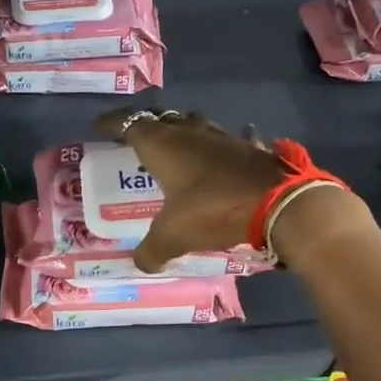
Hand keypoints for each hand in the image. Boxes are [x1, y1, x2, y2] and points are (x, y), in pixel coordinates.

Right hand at [94, 109, 287, 271]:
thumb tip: (142, 263)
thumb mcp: (173, 236)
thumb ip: (152, 250)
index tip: (99, 126)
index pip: (129, 123)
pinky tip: (218, 158)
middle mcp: (189, 133)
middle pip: (162, 117)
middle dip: (146, 124)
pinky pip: (224, 141)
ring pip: (193, 124)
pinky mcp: (248, 148)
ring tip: (173, 147)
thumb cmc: (214, 210)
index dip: (113, 123)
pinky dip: (214, 147)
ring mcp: (222, 137)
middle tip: (135, 138)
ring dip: (180, 131)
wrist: (280, 204)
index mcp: (163, 145)